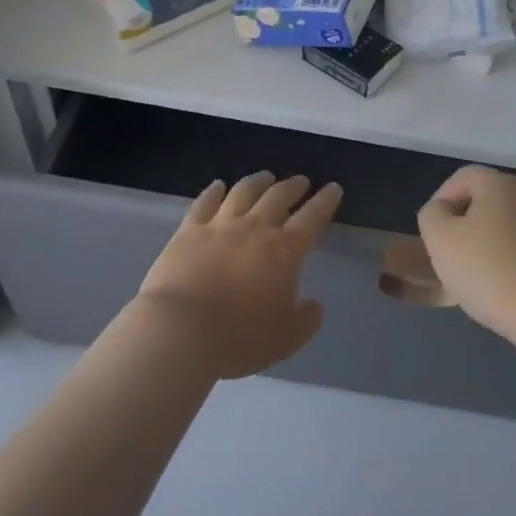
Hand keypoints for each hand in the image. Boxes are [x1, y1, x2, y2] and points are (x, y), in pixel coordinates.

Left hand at [136, 172, 340, 378]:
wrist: (181, 330)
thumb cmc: (239, 338)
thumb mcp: (285, 340)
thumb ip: (306, 321)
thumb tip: (315, 305)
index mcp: (285, 251)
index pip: (312, 218)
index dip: (325, 201)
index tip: (333, 188)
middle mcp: (255, 229)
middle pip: (278, 197)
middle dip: (293, 186)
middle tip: (301, 181)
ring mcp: (220, 226)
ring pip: (244, 192)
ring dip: (258, 181)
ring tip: (265, 176)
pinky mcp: (188, 231)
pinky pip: (204, 203)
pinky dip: (213, 191)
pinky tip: (218, 185)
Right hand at [416, 166, 515, 340]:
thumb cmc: (486, 270)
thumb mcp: (439, 238)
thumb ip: (433, 214)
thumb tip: (443, 211)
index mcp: (501, 184)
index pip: (463, 177)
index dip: (442, 200)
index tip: (435, 233)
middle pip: (490, 200)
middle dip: (468, 222)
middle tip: (455, 254)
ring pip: (513, 224)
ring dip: (494, 240)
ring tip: (481, 273)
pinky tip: (510, 284)